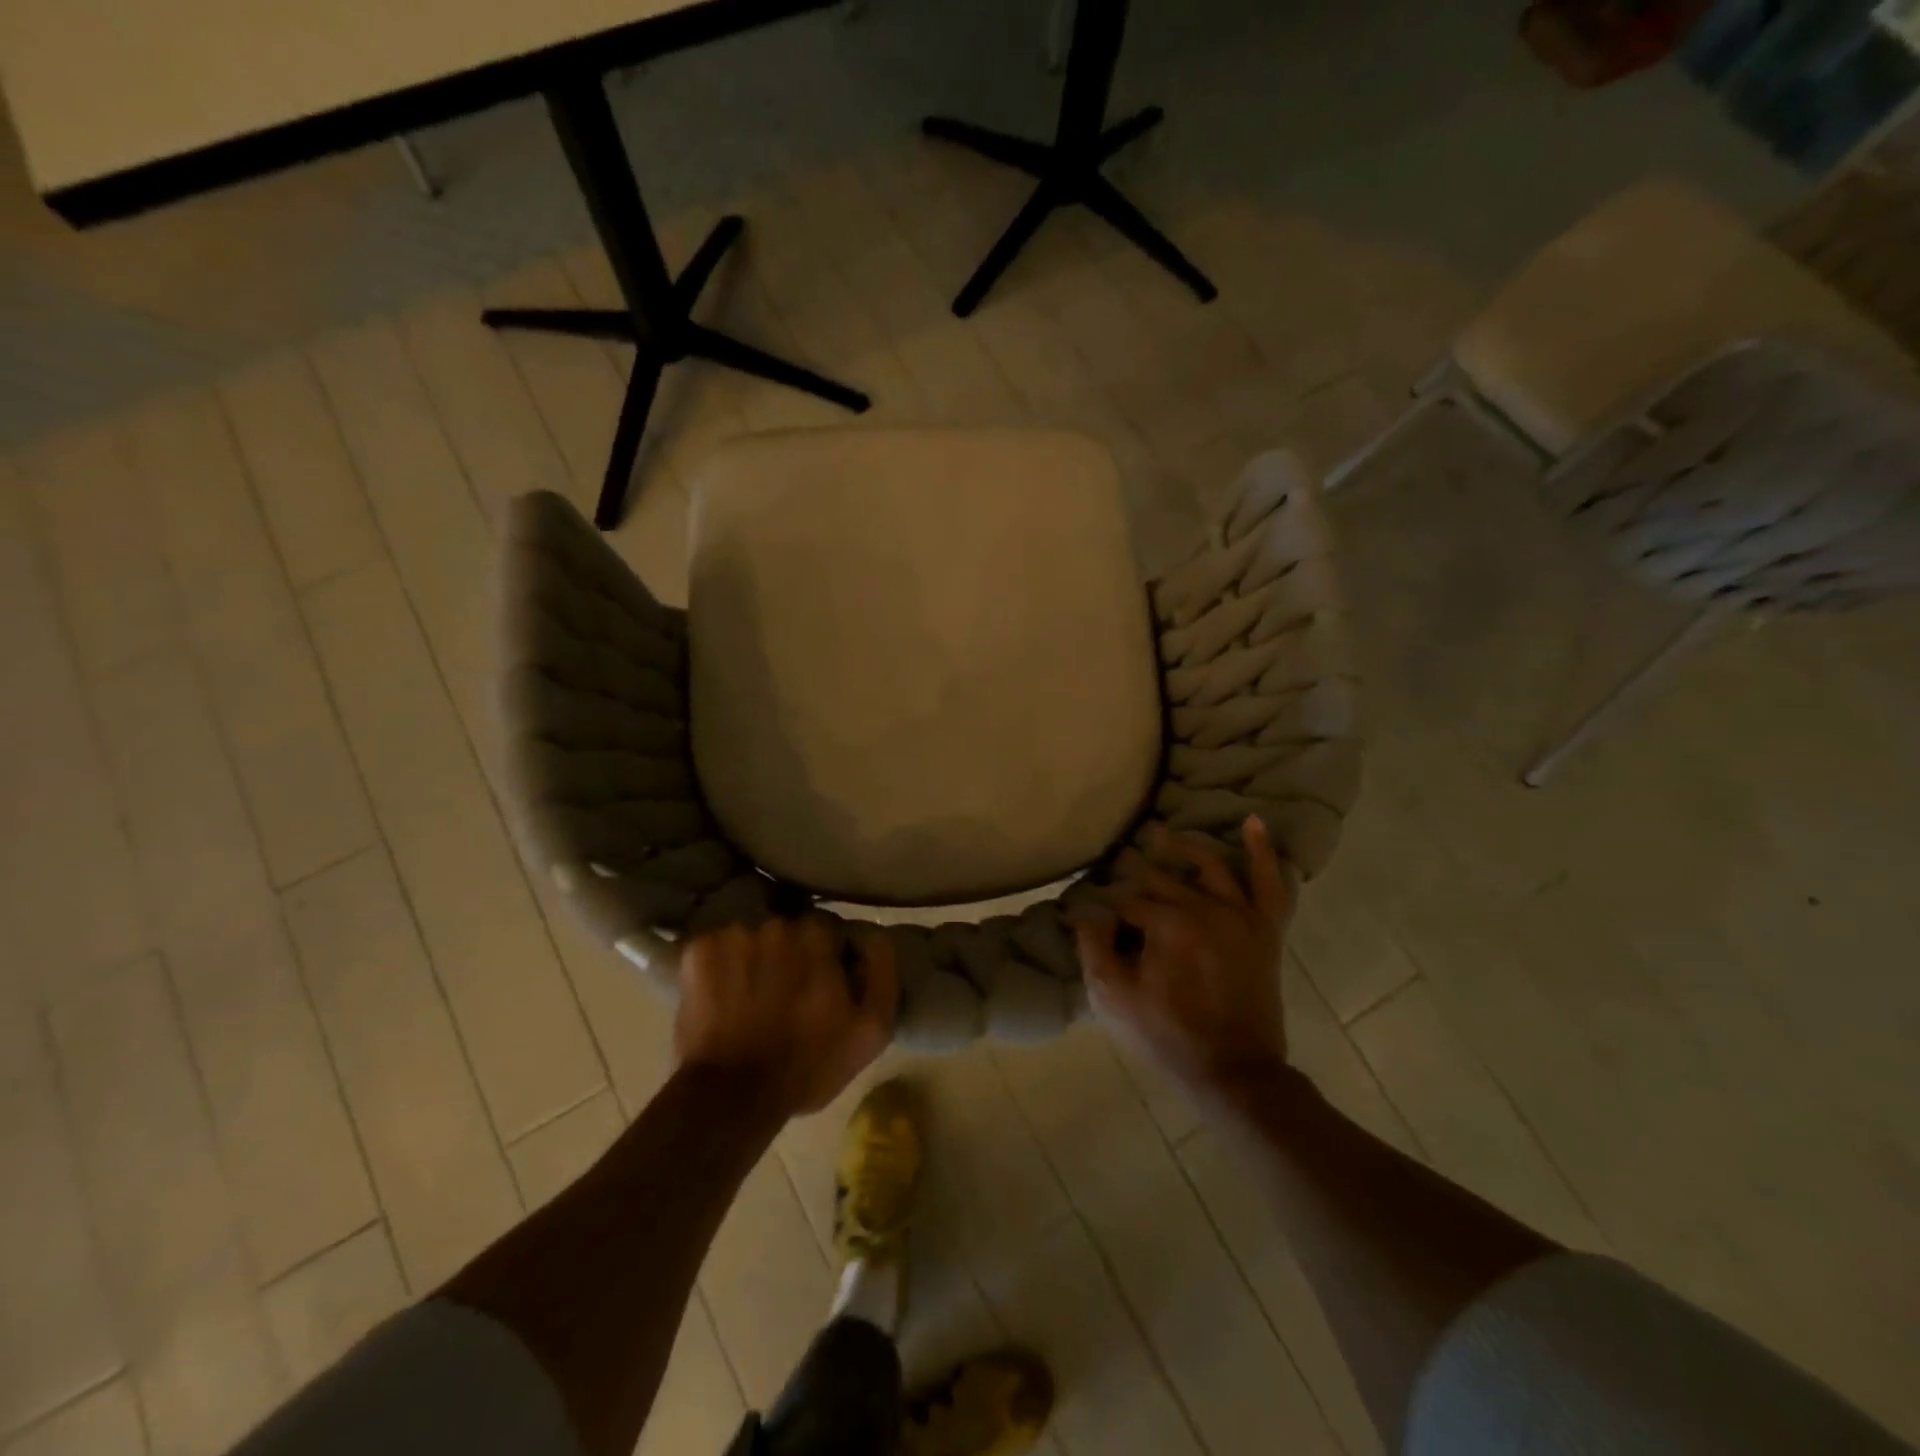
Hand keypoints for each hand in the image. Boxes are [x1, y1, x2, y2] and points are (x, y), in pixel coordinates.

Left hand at [675, 917, 897, 1117]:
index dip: (826, 957)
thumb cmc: (808, 1064)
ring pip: (751, 940)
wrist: (732, 1098)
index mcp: (817, 936)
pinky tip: (723, 999)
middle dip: (789, 957)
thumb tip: (874, 934)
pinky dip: (719, 969)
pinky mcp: (696, 953)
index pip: (826, 929)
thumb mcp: (872, 1029)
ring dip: (754, 962)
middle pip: (787, 932)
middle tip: (785, 996)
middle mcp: (775, 925)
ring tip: (751, 1002)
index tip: (821, 985)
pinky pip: (715, 949)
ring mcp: (731, 936)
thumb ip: (882, 971)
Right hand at [1073, 816, 1293, 1097]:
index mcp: (1169, 924)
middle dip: (1135, 875)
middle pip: (1162, 880)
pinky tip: (1252, 823)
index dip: (1104, 910)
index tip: (1087, 917)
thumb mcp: (1114, 998)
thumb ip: (1094, 947)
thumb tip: (1085, 913)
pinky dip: (1262, 851)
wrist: (1234, 1072)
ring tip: (1161, 834)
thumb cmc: (1168, 1036)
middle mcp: (1207, 908)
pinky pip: (1270, 883)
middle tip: (1114, 867)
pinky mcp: (1264, 930)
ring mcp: (1241, 916)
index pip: (1126, 901)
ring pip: (1210, 867)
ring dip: (1184, 847)